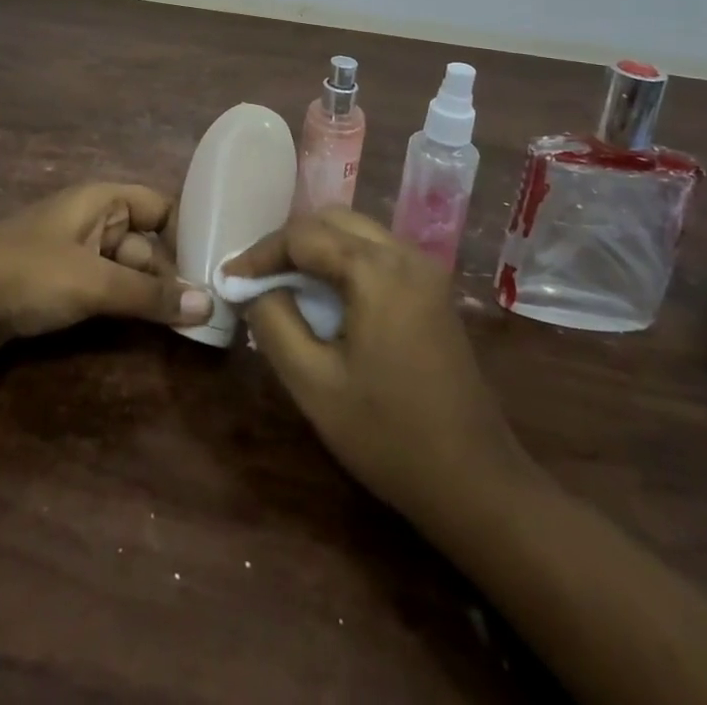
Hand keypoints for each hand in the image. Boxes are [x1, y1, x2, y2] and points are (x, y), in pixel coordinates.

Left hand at [0, 183, 213, 357]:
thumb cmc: (29, 274)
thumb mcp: (94, 282)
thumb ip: (149, 295)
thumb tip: (207, 305)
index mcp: (102, 200)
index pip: (160, 206)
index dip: (187, 232)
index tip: (216, 268)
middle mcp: (93, 219)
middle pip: (146, 242)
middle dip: (171, 274)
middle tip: (208, 313)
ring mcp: (76, 252)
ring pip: (127, 269)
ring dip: (150, 295)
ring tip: (189, 325)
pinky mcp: (61, 282)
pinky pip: (106, 287)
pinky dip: (125, 304)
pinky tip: (148, 328)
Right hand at [224, 207, 535, 529]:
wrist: (477, 485)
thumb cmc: (389, 437)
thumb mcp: (313, 384)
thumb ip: (273, 323)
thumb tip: (253, 289)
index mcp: (378, 271)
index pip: (303, 235)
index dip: (260, 254)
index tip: (229, 280)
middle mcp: (406, 255)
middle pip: (332, 221)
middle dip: (288, 244)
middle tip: (256, 279)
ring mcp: (426, 272)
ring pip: (356, 233)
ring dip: (315, 250)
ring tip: (283, 286)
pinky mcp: (433, 292)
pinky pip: (376, 255)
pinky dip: (342, 263)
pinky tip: (324, 299)